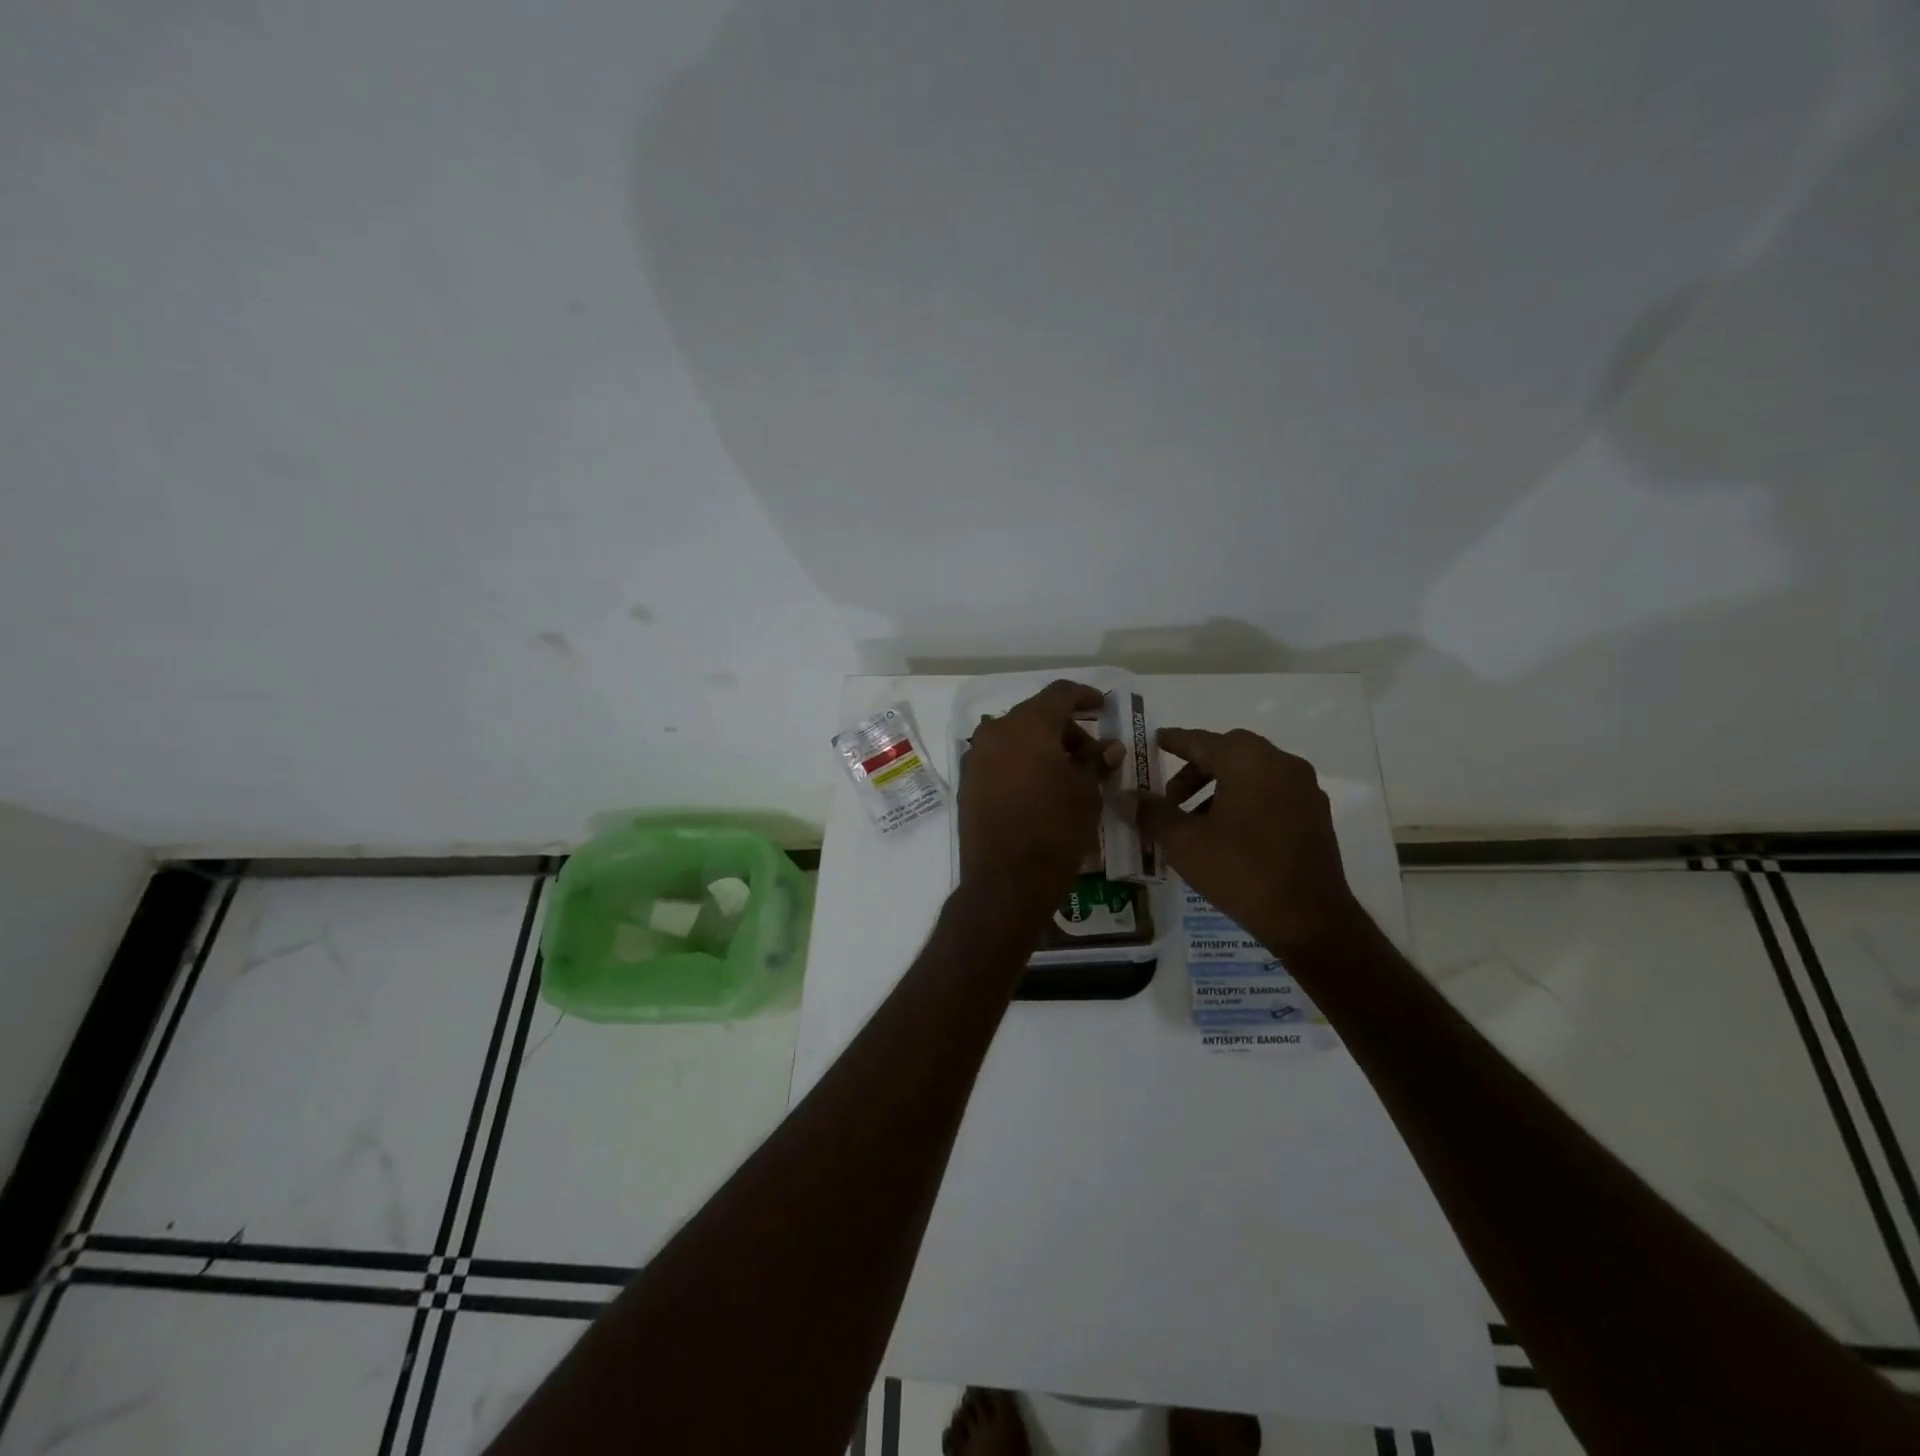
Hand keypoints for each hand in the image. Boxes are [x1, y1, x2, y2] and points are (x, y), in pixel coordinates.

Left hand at [958, 680, 1123, 915]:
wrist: (1005, 880)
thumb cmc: (1055, 830)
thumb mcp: (1086, 793)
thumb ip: (1095, 762)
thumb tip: (1109, 747)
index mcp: (1027, 725)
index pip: (1059, 694)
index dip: (1084, 697)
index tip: (1102, 707)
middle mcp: (995, 732)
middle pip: (1036, 716)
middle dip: (1066, 730)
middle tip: (1091, 755)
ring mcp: (976, 757)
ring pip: (1015, 737)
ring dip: (1042, 746)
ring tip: (1067, 774)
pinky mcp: (967, 782)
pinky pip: (999, 759)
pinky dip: (1021, 762)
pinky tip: (1040, 786)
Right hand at [1133, 727, 1361, 952]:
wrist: (1309, 919)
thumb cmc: (1239, 870)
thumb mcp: (1184, 842)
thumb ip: (1153, 812)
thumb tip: (1130, 796)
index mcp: (1247, 760)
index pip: (1201, 741)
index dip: (1174, 741)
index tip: (1156, 740)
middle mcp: (1280, 763)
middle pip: (1229, 753)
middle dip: (1196, 768)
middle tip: (1170, 795)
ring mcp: (1304, 789)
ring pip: (1253, 773)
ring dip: (1220, 786)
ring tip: (1195, 820)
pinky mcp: (1316, 815)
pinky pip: (1272, 792)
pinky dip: (1245, 799)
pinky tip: (1228, 833)